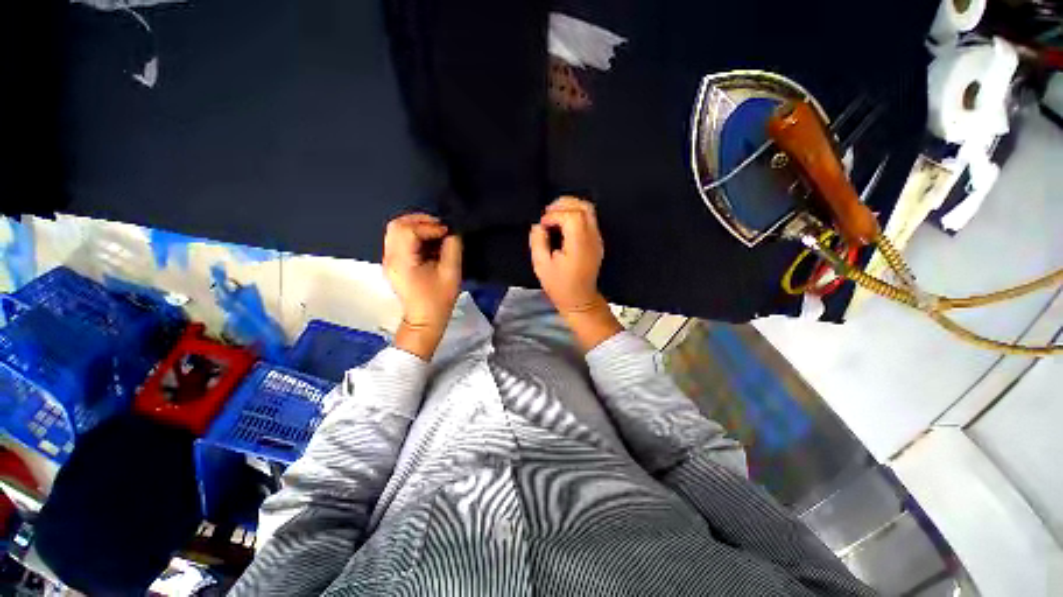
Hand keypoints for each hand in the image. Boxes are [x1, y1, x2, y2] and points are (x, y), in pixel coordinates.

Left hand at [383, 213, 461, 357]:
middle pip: (396, 225)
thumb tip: (452, 232)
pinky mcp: (393, 263)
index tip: (447, 232)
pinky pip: (398, 239)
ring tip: (435, 231)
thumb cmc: (438, 300)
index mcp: (402, 262)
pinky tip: (428, 241)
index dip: (429, 226)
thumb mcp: (451, 273)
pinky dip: (413, 234)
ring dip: (416, 226)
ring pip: (395, 230)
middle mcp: (390, 258)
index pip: (408, 231)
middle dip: (419, 220)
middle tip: (440, 226)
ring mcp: (388, 260)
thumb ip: (452, 248)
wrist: (424, 320)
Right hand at [529, 197, 621, 350]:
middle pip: (584, 207)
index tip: (543, 224)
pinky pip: (589, 218)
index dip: (555, 215)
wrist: (580, 299)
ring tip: (553, 215)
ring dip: (570, 207)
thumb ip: (538, 241)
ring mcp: (597, 239)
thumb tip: (539, 225)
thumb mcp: (541, 266)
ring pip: (588, 210)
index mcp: (579, 245)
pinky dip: (575, 214)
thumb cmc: (559, 285)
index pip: (572, 216)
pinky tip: (562, 223)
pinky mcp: (596, 241)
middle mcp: (592, 239)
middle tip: (547, 213)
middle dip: (563, 204)